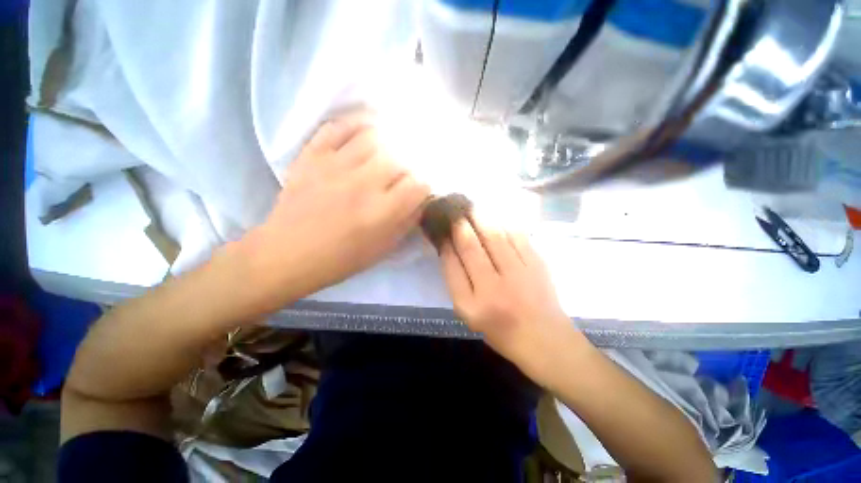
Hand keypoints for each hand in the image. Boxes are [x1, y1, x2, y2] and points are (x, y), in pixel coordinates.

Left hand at [244, 113, 429, 310]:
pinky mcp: (312, 156)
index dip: (423, 186)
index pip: (418, 185)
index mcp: (381, 212)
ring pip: (374, 137)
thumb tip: (421, 200)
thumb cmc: (341, 258)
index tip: (419, 190)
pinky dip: (355, 123)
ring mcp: (335, 166)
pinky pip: (338, 127)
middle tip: (404, 172)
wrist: (287, 254)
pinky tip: (366, 129)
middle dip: (408, 166)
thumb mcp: (383, 249)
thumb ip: (406, 222)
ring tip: (390, 149)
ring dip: (388, 141)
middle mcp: (363, 184)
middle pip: (399, 158)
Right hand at [439, 216, 575, 379]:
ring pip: (494, 236)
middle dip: (459, 223)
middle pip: (471, 246)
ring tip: (471, 206)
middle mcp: (493, 287)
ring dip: (480, 217)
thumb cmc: (499, 328)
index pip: (452, 265)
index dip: (445, 242)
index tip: (440, 228)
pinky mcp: (537, 264)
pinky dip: (504, 223)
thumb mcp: (468, 312)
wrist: (543, 338)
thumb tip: (448, 248)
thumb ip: (456, 281)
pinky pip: (517, 236)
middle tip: (454, 208)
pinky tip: (496, 215)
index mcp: (471, 304)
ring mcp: (518, 274)